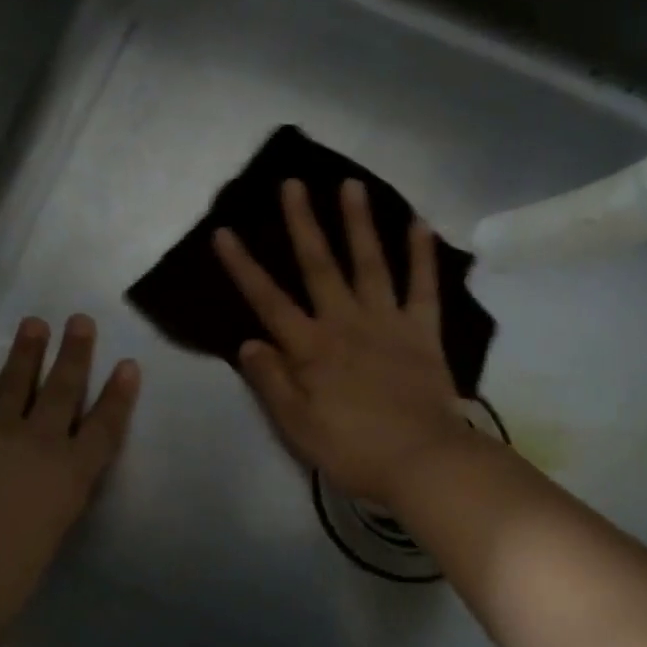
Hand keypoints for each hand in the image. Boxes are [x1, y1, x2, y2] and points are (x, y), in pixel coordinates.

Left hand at [0, 315, 139, 646]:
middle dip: (75, 354)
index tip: (128, 366)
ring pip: (15, 382)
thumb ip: (46, 514)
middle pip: (62, 389)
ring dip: (26, 352)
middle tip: (81, 321)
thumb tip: (37, 502)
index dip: (118, 396)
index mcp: (71, 477)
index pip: (104, 428)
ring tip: (34, 324)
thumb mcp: (43, 546)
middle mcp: (39, 444)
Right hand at [214, 178, 489, 508]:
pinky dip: (422, 255)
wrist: (422, 462)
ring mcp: (387, 322)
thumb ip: (271, 381)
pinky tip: (420, 223)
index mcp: (311, 348)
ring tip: (351, 185)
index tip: (223, 231)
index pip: (268, 300)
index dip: (243, 266)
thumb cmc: (353, 450)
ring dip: (358, 223)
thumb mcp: (297, 427)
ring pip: (369, 263)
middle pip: (319, 265)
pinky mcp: (423, 331)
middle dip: (302, 223)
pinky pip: (423, 286)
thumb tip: (248, 341)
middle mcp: (345, 323)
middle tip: (293, 183)